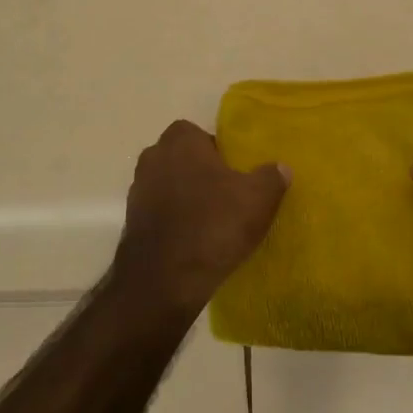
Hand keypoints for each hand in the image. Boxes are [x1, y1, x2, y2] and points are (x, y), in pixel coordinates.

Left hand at [113, 120, 289, 313]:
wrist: (165, 279)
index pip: (200, 133)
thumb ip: (271, 177)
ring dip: (187, 198)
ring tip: (214, 222)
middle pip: (183, 159)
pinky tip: (195, 241)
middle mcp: (153, 157)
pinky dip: (175, 221)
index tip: (236, 173)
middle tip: (229, 196)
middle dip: (202, 173)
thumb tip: (280, 168)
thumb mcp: (258, 199)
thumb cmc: (214, 224)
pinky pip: (160, 213)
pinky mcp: (132, 222)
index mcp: (181, 141)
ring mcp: (138, 190)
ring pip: (170, 186)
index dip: (219, 151)